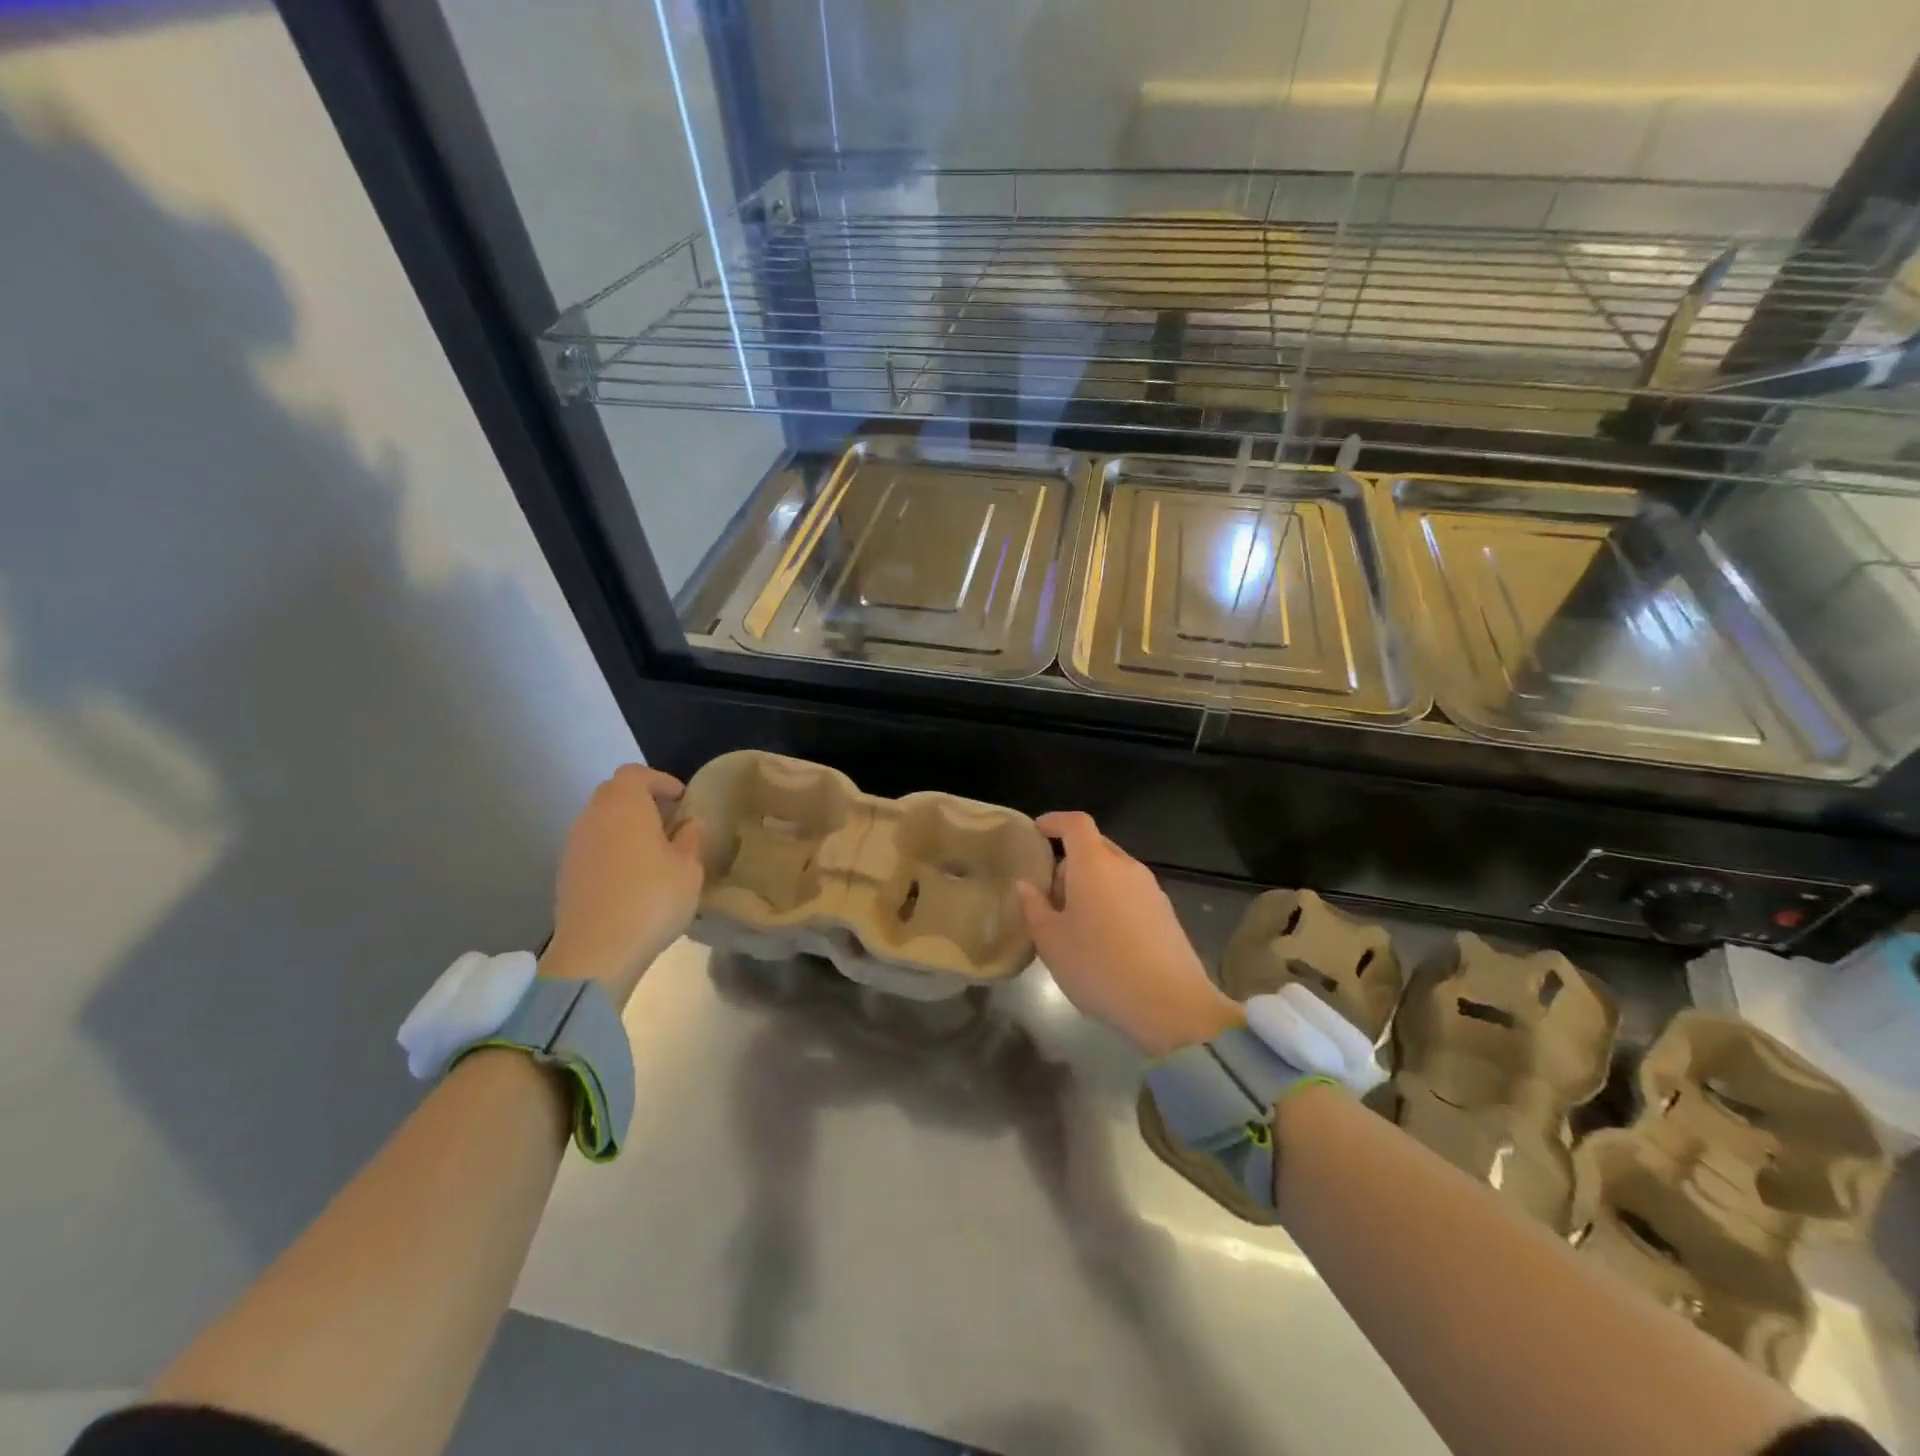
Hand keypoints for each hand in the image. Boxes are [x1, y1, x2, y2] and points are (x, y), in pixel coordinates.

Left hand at [539, 764, 702, 1007]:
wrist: (597, 951)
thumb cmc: (652, 899)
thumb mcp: (689, 868)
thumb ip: (690, 838)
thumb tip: (688, 824)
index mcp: (625, 805)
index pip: (636, 774)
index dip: (660, 781)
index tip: (682, 800)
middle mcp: (593, 816)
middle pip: (614, 793)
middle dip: (642, 800)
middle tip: (670, 821)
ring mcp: (574, 845)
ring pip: (601, 820)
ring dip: (625, 826)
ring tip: (653, 850)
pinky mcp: (566, 872)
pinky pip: (592, 845)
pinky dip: (612, 848)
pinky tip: (631, 875)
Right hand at [1014, 811, 1242, 1056]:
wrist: (1170, 1004)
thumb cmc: (1099, 967)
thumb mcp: (1051, 941)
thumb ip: (1034, 907)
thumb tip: (1025, 885)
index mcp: (1094, 865)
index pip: (1076, 823)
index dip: (1055, 821)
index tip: (1038, 831)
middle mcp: (1126, 867)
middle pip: (1096, 846)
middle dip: (1070, 860)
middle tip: (1049, 892)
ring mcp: (1151, 889)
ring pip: (1114, 871)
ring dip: (1091, 883)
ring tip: (1075, 920)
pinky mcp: (1166, 913)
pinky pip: (1130, 892)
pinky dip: (1111, 900)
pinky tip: (1104, 938)